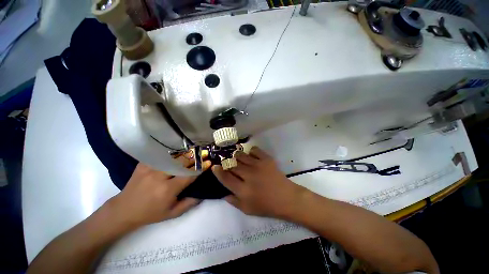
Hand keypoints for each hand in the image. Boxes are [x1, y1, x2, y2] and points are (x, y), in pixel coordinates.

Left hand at [107, 151, 210, 228]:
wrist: (124, 210)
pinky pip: (161, 155)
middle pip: (182, 162)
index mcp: (168, 189)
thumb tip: (203, 193)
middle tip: (203, 154)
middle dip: (194, 158)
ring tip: (193, 152)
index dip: (201, 168)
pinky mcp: (143, 164)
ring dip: (184, 154)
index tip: (209, 162)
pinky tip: (176, 152)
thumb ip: (190, 203)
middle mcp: (160, 176)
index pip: (189, 175)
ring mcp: (150, 168)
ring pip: (172, 156)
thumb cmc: (151, 213)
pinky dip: (171, 153)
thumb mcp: (172, 213)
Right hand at [212, 146, 306, 218]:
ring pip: (241, 155)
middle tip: (229, 165)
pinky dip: (251, 152)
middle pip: (232, 165)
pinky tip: (251, 156)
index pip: (225, 178)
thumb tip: (223, 192)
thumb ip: (233, 201)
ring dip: (237, 156)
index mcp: (243, 190)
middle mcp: (249, 176)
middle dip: (228, 164)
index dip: (218, 172)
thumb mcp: (247, 209)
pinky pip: (254, 150)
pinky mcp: (267, 159)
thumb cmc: (266, 206)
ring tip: (239, 160)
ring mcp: (258, 165)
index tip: (215, 167)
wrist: (286, 198)